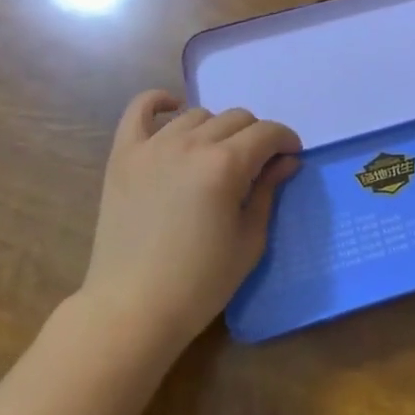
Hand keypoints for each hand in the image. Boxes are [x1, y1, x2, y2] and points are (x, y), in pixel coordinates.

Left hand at [81, 90, 301, 361]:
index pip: (267, 133)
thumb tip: (286, 162)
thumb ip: (269, 193)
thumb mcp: (249, 242)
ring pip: (197, 114)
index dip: (285, 140)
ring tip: (215, 155)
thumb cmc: (199, 284)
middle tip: (256, 164)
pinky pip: (140, 109)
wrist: (131, 311)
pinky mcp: (124, 155)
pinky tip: (172, 110)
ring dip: (215, 128)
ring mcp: (153, 146)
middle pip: (236, 118)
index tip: (290, 156)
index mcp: (225, 165)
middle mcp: (191, 144)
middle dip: (255, 136)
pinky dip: (158, 102)